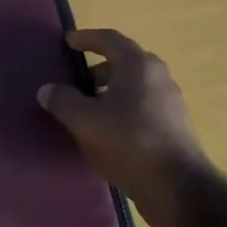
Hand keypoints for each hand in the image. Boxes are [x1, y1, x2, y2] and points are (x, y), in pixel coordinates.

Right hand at [38, 29, 219, 226]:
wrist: (179, 188)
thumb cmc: (129, 142)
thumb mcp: (85, 121)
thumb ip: (63, 101)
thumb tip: (47, 90)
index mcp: (138, 65)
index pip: (109, 39)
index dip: (86, 38)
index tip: (68, 42)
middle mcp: (158, 76)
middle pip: (124, 61)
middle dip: (98, 67)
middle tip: (76, 79)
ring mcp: (170, 101)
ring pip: (134, 85)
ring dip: (111, 90)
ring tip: (88, 108)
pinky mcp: (175, 125)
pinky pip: (143, 105)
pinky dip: (123, 107)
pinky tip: (109, 130)